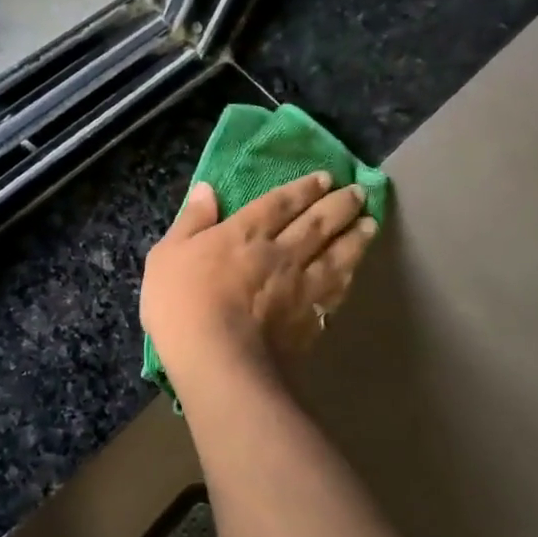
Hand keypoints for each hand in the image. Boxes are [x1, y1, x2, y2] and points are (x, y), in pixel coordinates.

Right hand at [141, 172, 377, 381]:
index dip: (303, 188)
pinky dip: (348, 278)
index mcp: (245, 232)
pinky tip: (354, 274)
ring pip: (336, 255)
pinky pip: (336, 292)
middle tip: (358, 193)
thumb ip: (191, 221)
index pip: (280, 202)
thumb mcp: (167, 254)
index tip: (325, 178)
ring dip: (355, 238)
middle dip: (339, 205)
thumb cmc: (181, 303)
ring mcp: (300, 287)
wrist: (216, 359)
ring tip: (370, 224)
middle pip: (317, 223)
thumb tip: (207, 188)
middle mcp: (281, 252)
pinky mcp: (310, 319)